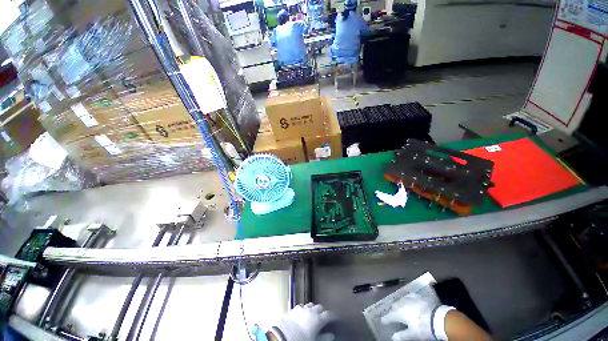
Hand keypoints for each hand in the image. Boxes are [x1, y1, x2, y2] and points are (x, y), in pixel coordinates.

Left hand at [274, 303, 336, 340]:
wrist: (284, 337)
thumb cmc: (302, 340)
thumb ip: (324, 338)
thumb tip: (332, 335)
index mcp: (318, 319)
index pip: (329, 315)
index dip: (332, 316)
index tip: (334, 318)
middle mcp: (311, 311)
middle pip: (320, 307)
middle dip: (322, 311)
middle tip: (322, 318)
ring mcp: (302, 309)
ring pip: (310, 305)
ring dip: (313, 309)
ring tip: (312, 316)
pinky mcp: (294, 309)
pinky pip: (301, 306)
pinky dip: (304, 309)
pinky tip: (302, 314)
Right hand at [380, 293, 438, 340]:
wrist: (439, 318)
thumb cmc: (424, 327)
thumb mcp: (413, 334)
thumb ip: (402, 335)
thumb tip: (393, 337)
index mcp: (399, 312)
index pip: (390, 316)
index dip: (386, 319)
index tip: (383, 321)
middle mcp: (402, 303)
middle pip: (394, 306)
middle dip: (392, 310)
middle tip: (392, 315)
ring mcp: (410, 298)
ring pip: (401, 299)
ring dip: (399, 304)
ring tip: (399, 307)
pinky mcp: (418, 296)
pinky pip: (409, 296)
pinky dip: (407, 299)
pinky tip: (409, 300)